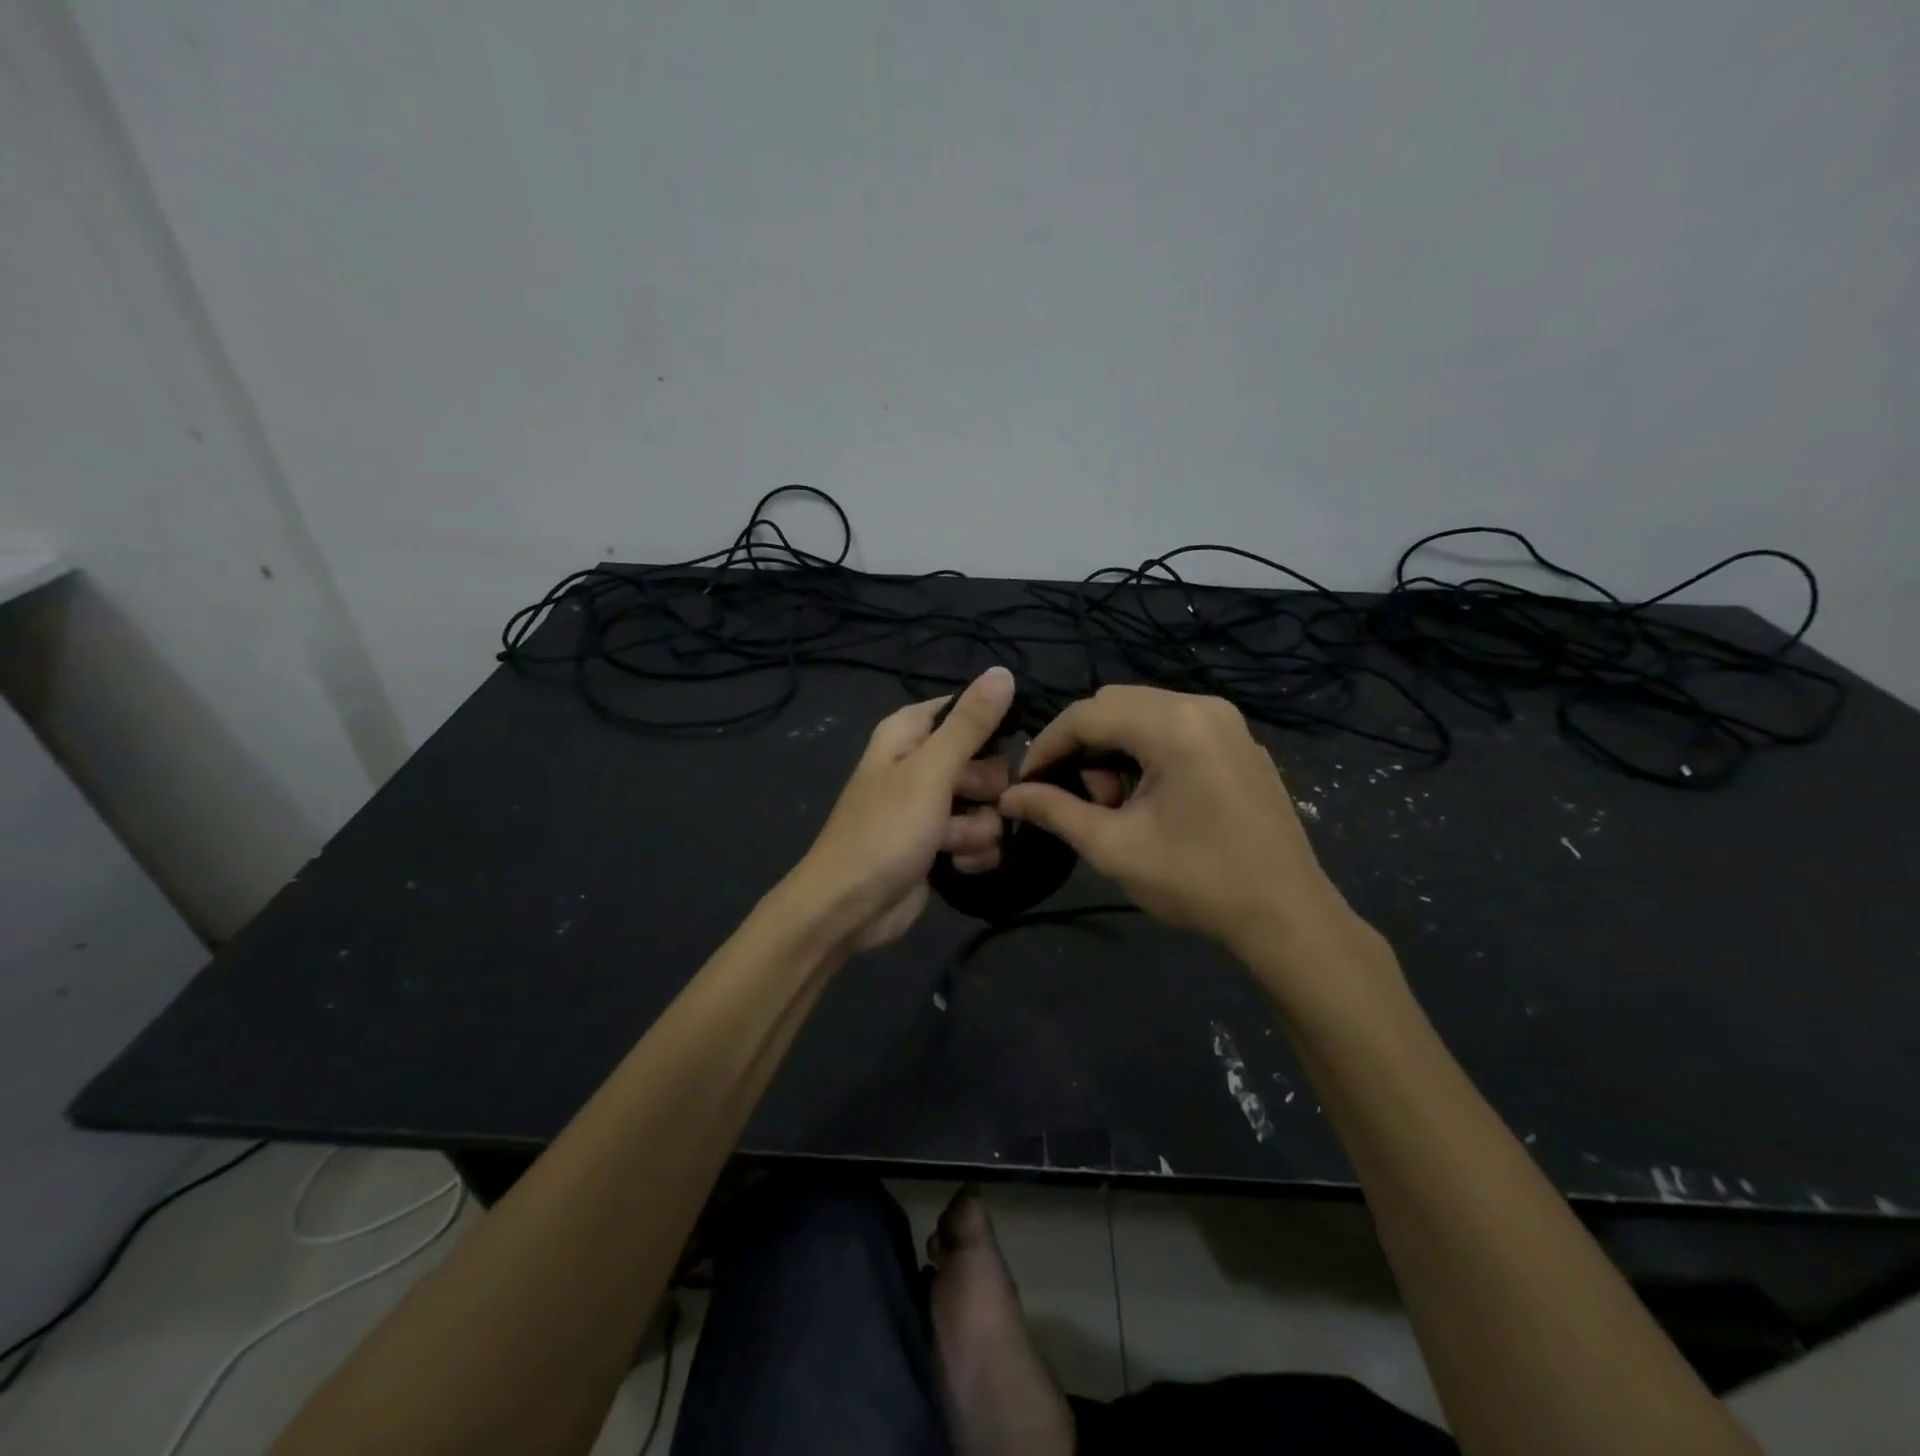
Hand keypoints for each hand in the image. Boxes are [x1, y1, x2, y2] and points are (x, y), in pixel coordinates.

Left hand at [787, 666, 1015, 952]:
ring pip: (988, 805)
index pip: (967, 710)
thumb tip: (1003, 671)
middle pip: (986, 760)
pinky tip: (955, 865)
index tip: (1005, 748)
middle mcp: (921, 764)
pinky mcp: (941, 844)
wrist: (848, 909)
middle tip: (967, 801)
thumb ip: (970, 724)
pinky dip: (972, 853)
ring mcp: (932, 807)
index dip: (990, 729)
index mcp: (910, 733)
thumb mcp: (930, 772)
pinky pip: (980, 838)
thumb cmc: (884, 831)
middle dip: (985, 788)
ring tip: (951, 843)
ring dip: (978, 828)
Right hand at [999, 686, 1379, 994]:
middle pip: (1115, 704)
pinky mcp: (1239, 742)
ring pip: (1143, 714)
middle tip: (1077, 798)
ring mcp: (1227, 722)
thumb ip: (1055, 812)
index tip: (1025, 781)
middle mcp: (1202, 706)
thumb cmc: (1197, 882)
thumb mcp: (1114, 848)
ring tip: (1115, 805)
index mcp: (1174, 725)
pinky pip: (1174, 727)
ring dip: (1113, 749)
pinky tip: (1149, 799)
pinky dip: (1146, 751)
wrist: (1287, 917)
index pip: (1087, 713)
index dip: (1047, 745)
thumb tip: (1008, 795)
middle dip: (1082, 746)